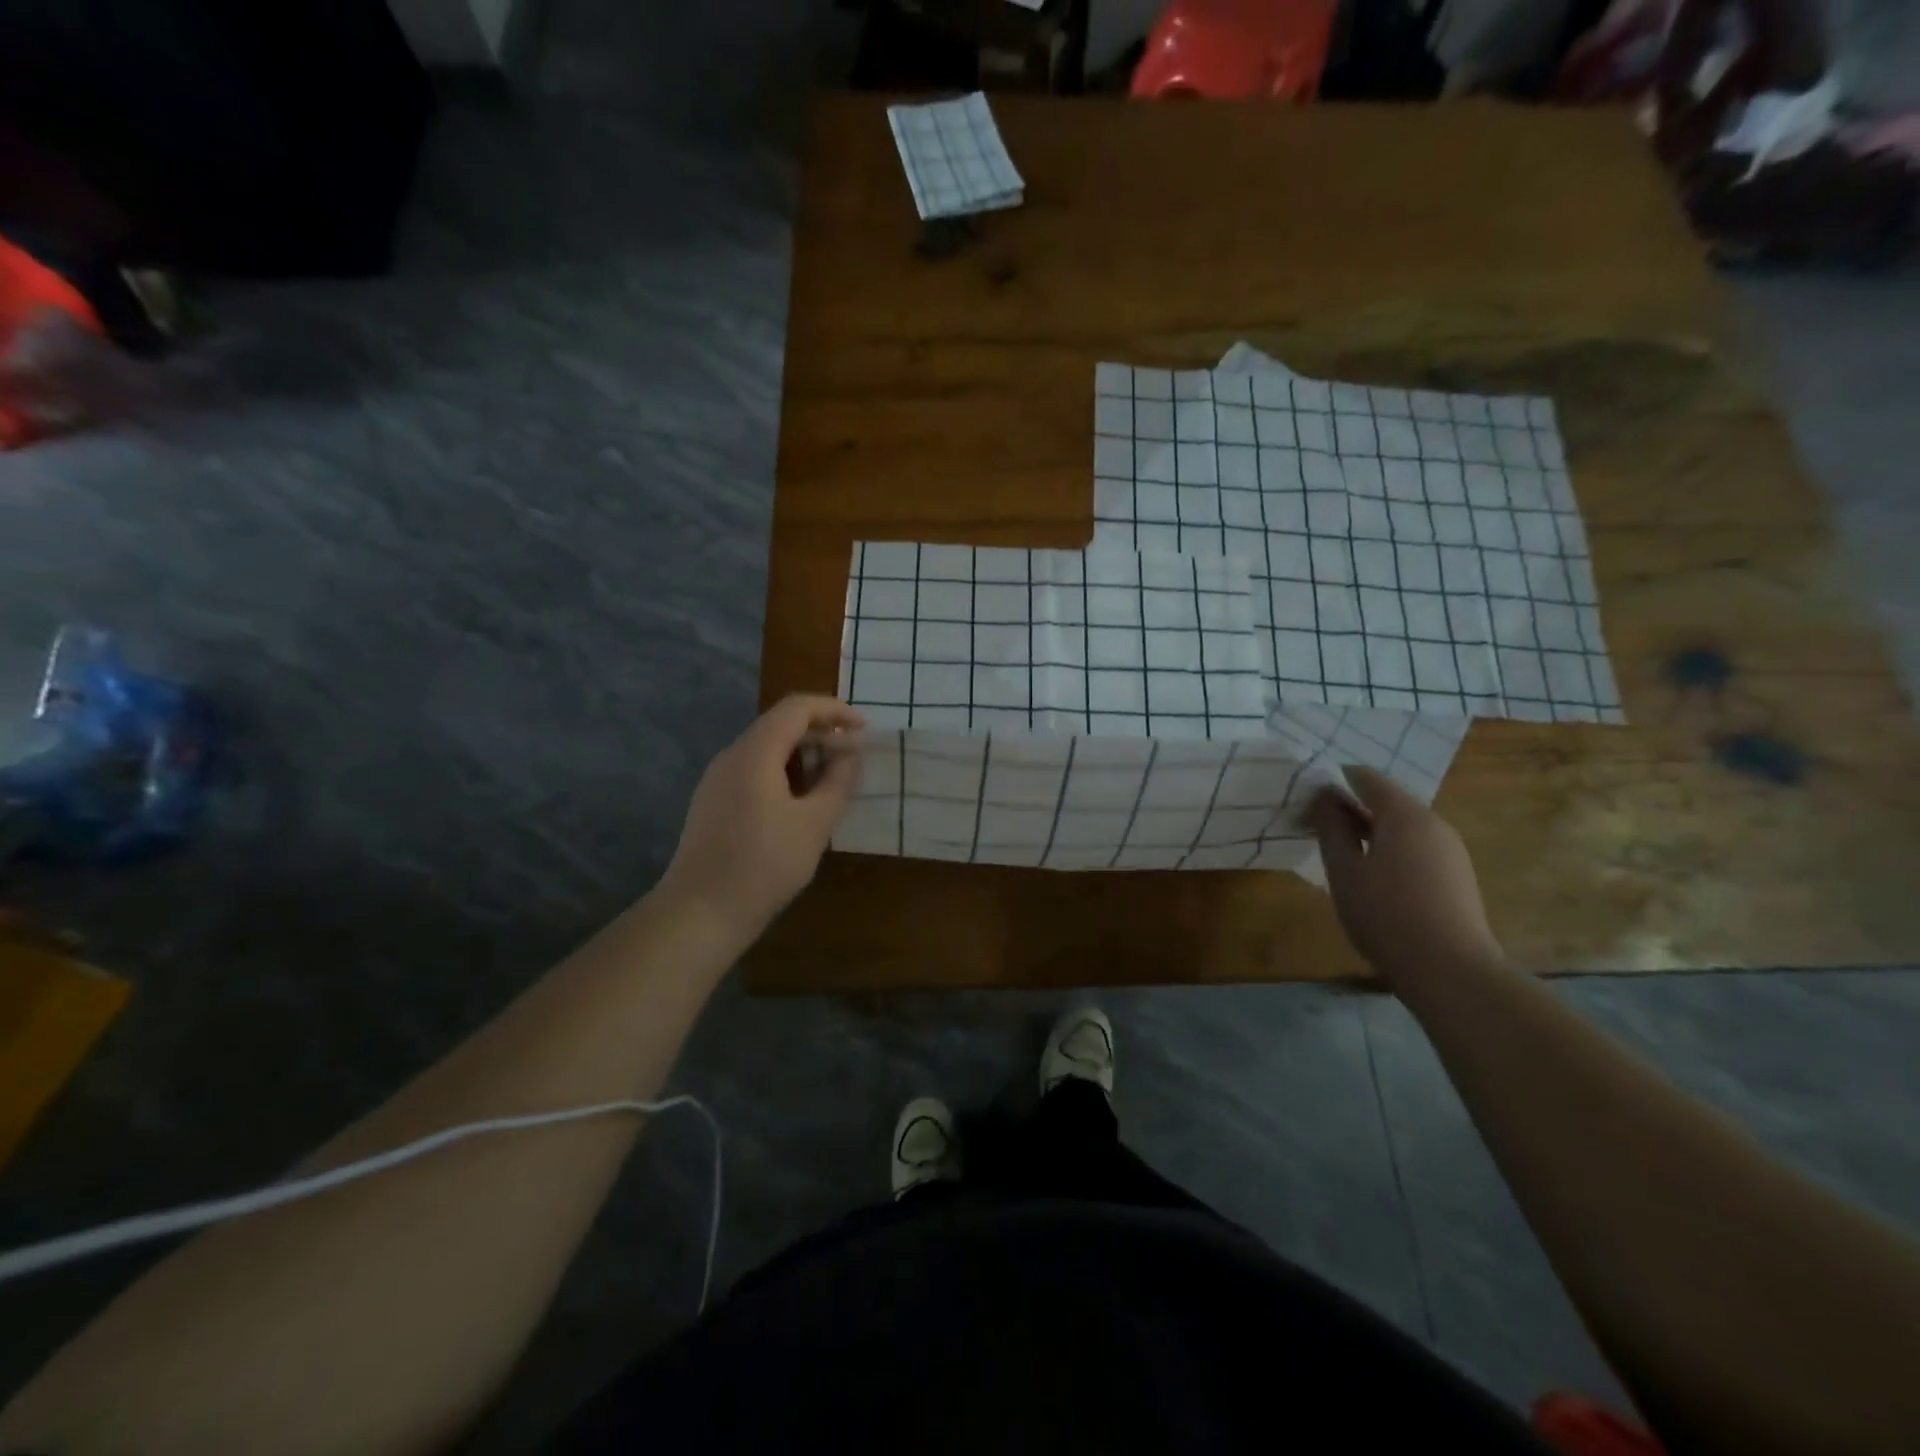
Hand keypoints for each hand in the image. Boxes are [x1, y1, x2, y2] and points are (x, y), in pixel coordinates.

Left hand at [660, 695, 863, 932]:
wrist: (700, 912)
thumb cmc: (764, 864)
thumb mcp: (815, 823)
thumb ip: (838, 781)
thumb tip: (851, 753)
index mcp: (755, 753)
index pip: (797, 708)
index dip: (834, 710)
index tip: (864, 728)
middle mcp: (732, 756)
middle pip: (780, 725)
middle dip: (822, 734)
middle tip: (855, 758)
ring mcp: (718, 780)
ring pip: (767, 750)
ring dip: (804, 755)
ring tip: (834, 781)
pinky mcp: (714, 802)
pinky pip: (754, 771)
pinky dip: (785, 773)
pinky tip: (802, 802)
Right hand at [1310, 766, 1502, 984]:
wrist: (1451, 971)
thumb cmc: (1386, 914)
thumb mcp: (1344, 870)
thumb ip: (1330, 827)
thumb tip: (1323, 797)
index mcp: (1405, 814)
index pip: (1364, 777)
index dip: (1332, 783)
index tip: (1306, 803)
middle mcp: (1434, 823)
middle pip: (1386, 800)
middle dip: (1350, 809)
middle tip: (1317, 831)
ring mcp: (1451, 850)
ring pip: (1402, 826)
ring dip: (1369, 832)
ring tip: (1342, 858)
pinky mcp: (1457, 875)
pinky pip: (1416, 847)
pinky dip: (1390, 850)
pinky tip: (1374, 880)